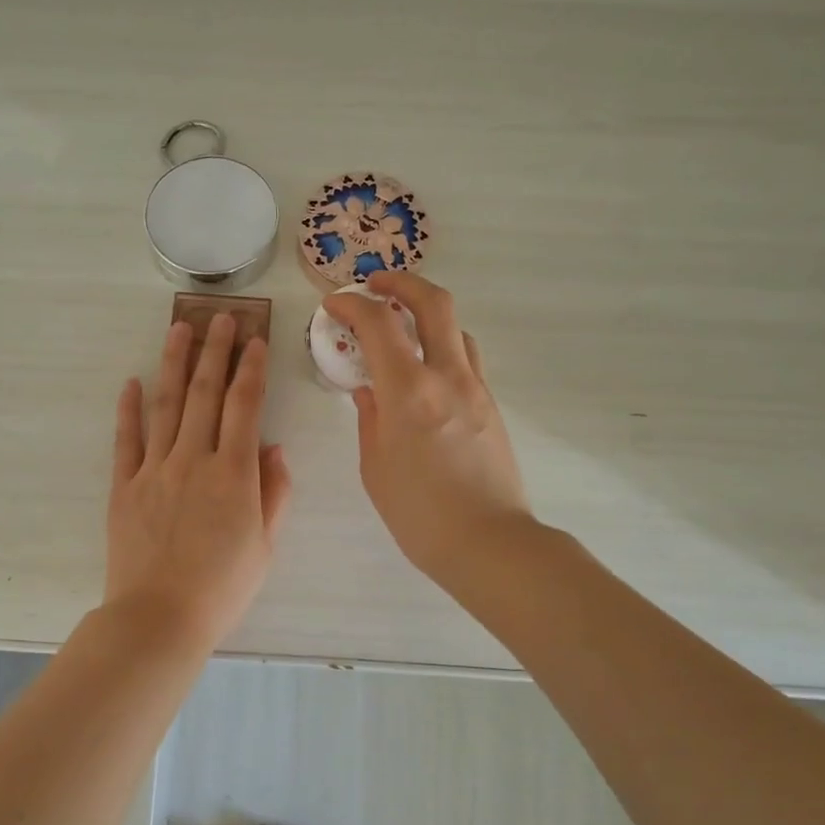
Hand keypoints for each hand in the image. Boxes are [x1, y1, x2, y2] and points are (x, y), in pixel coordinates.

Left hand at [104, 314, 292, 646]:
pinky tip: (131, 382)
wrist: (159, 617)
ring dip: (173, 363)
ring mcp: (154, 470)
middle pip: (204, 393)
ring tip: (179, 328)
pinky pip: (126, 439)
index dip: (251, 369)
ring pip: (165, 404)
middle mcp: (194, 459)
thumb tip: (274, 448)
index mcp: (234, 473)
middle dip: (215, 350)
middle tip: (220, 318)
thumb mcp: (265, 545)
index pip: (245, 406)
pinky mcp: (124, 486)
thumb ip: (274, 492)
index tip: (256, 340)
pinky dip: (128, 409)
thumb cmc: (222, 588)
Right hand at [322, 273, 528, 580]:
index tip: (333, 306)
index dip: (352, 305)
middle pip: (433, 302)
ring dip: (425, 314)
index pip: (378, 324)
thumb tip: (367, 391)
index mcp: (409, 393)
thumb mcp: (375, 467)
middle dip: (401, 282)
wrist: (489, 543)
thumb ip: (369, 419)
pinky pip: (465, 358)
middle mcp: (447, 377)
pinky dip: (441, 347)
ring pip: (456, 327)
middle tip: (375, 285)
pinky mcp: (491, 405)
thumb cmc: (419, 514)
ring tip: (400, 329)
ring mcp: (476, 388)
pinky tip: (423, 371)